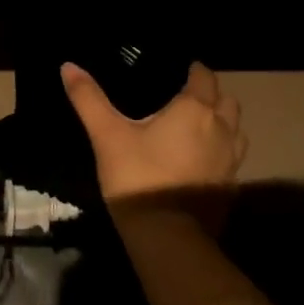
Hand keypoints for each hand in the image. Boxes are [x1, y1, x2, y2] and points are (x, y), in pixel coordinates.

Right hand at [62, 61, 247, 212]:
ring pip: (236, 130)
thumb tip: (67, 65)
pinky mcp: (230, 189)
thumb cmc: (138, 177)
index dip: (195, 70)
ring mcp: (231, 162)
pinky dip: (222, 152)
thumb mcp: (107, 135)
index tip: (181, 69)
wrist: (167, 239)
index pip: (204, 77)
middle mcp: (221, 130)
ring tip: (199, 126)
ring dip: (223, 123)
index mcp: (194, 109)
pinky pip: (233, 159)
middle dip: (212, 94)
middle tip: (188, 97)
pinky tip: (201, 160)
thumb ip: (89, 99)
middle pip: (227, 101)